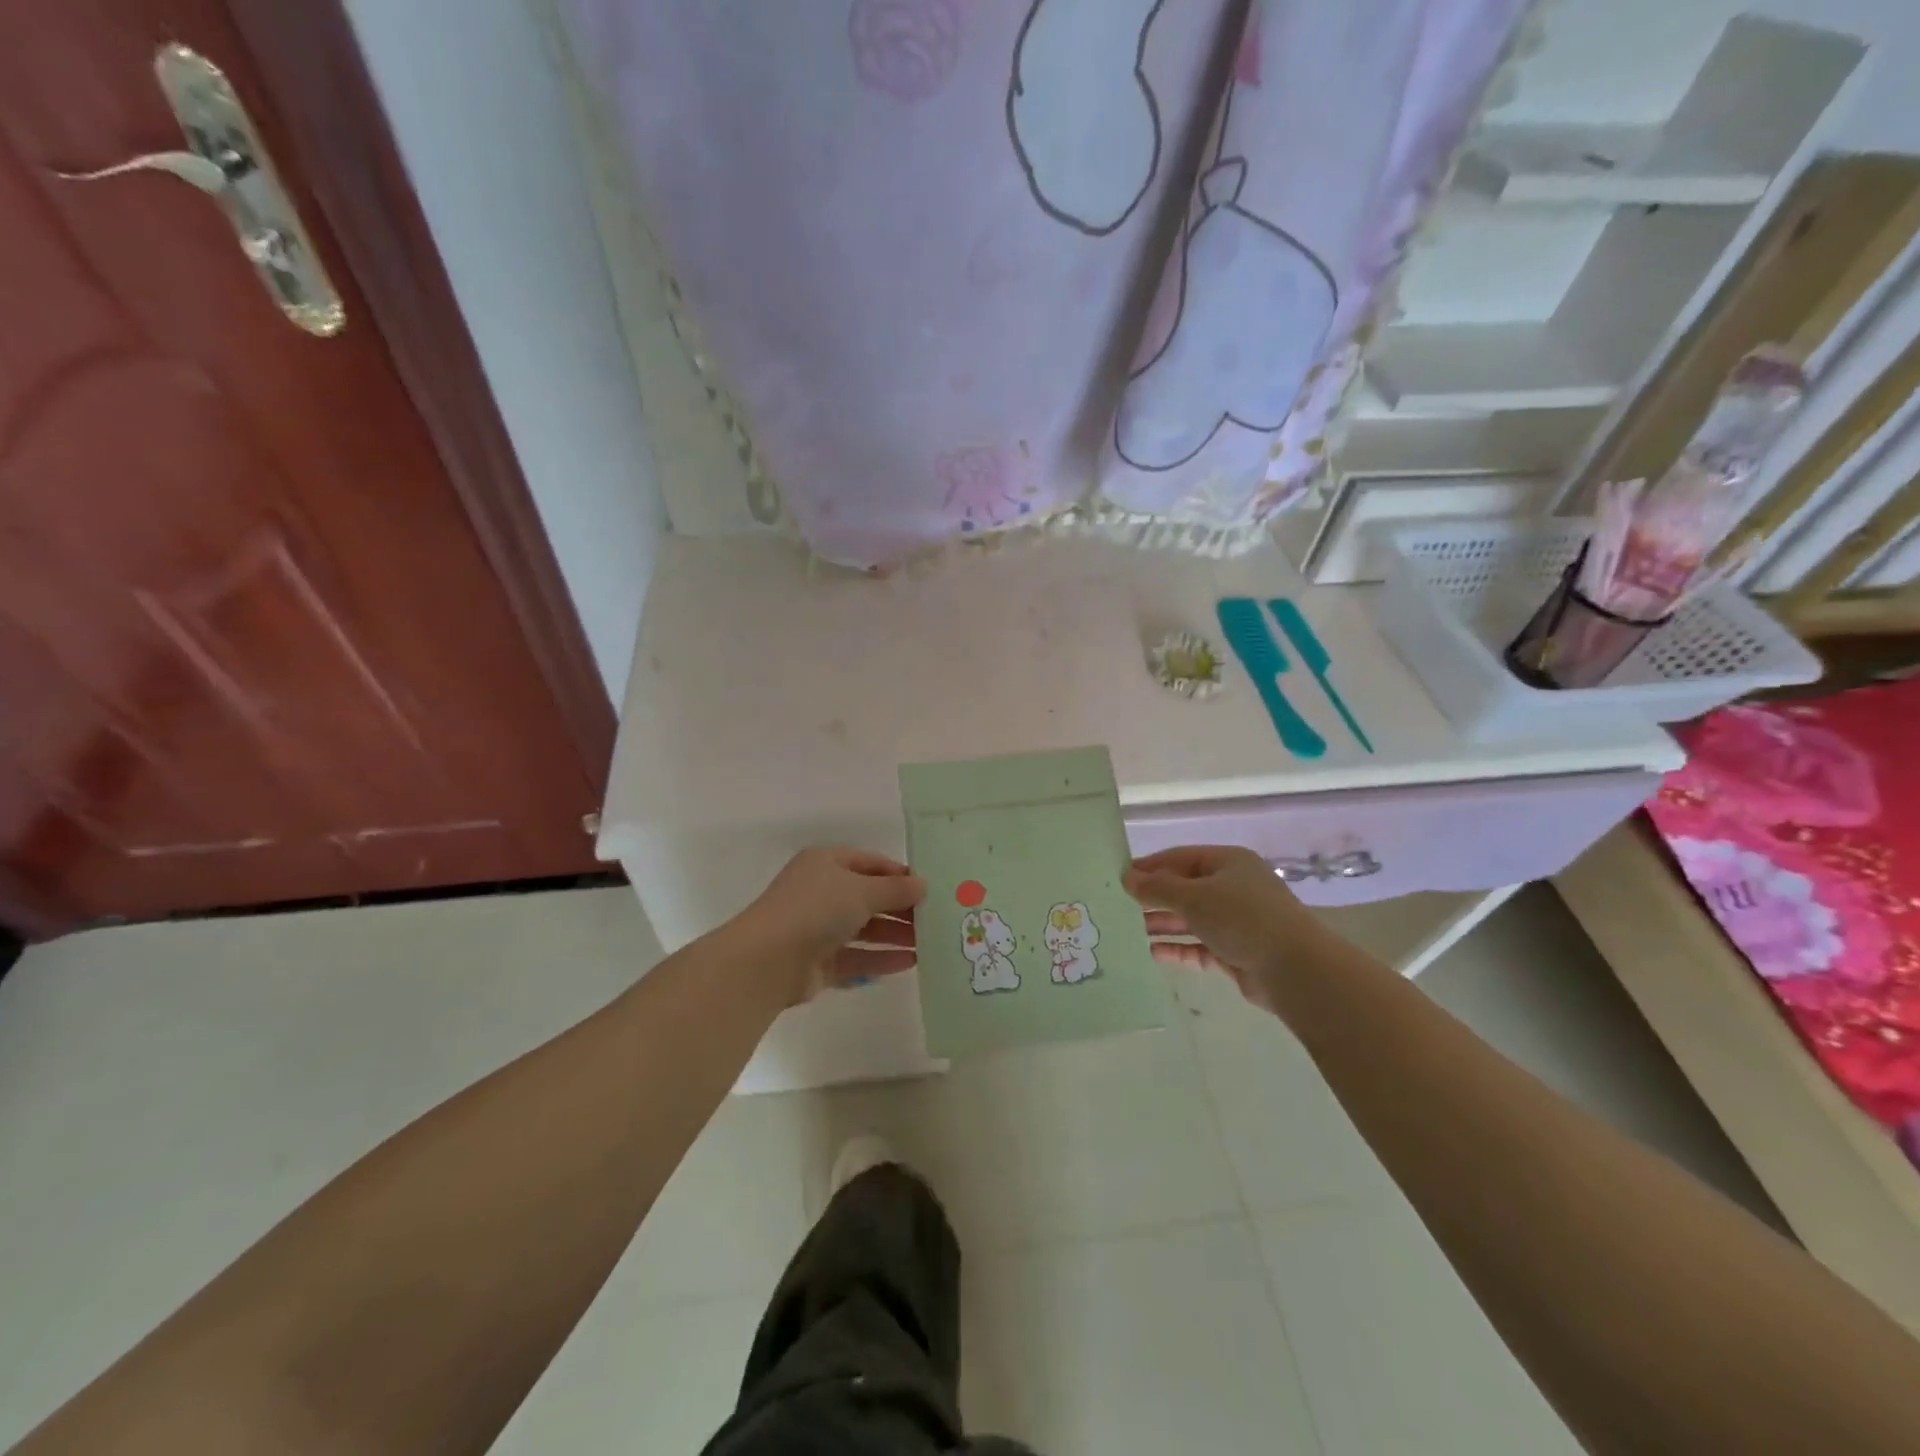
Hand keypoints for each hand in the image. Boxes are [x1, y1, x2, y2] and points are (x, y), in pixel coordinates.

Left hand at [733, 847, 926, 1003]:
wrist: (767, 961)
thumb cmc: (816, 909)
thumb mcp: (862, 890)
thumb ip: (896, 889)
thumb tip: (924, 885)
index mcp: (826, 862)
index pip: (872, 863)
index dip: (901, 875)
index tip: (932, 889)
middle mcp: (821, 892)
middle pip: (870, 898)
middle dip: (902, 909)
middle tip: (937, 920)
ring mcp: (818, 928)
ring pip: (865, 929)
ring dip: (895, 936)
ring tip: (931, 944)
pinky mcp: (818, 962)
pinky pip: (856, 957)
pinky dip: (881, 959)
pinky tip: (910, 963)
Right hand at [1124, 845, 1327, 1009]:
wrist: (1294, 969)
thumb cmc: (1242, 918)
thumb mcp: (1193, 897)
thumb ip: (1158, 888)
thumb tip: (1127, 878)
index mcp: (1228, 862)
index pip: (1180, 857)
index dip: (1150, 866)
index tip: (1119, 877)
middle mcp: (1234, 888)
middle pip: (1185, 888)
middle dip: (1154, 898)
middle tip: (1118, 906)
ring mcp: (1237, 922)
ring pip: (1191, 919)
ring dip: (1162, 924)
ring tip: (1128, 930)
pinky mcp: (1237, 952)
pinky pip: (1200, 946)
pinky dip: (1178, 948)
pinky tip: (1152, 953)